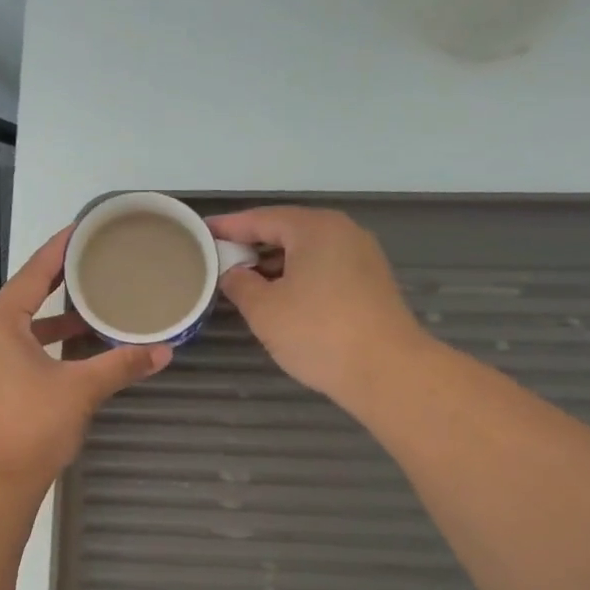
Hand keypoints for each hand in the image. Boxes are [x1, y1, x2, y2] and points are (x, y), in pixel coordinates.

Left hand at [0, 225, 170, 490]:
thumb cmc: (30, 428)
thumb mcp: (80, 390)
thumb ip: (120, 365)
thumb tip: (165, 351)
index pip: (31, 275)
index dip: (58, 251)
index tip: (81, 230)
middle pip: (22, 301)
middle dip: (58, 287)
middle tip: (93, 269)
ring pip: (17, 332)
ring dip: (51, 325)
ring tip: (90, 316)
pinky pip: (12, 354)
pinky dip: (40, 349)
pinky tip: (68, 357)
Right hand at [209, 206, 425, 408]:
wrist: (387, 371)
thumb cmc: (318, 333)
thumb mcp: (264, 310)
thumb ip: (240, 284)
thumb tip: (233, 273)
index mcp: (314, 228)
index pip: (261, 218)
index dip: (229, 226)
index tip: (202, 231)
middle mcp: (342, 232)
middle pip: (287, 230)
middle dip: (252, 244)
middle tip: (220, 257)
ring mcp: (362, 257)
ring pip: (307, 251)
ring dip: (275, 263)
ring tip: (244, 280)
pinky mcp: (371, 283)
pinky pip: (324, 268)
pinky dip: (298, 276)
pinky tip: (281, 296)